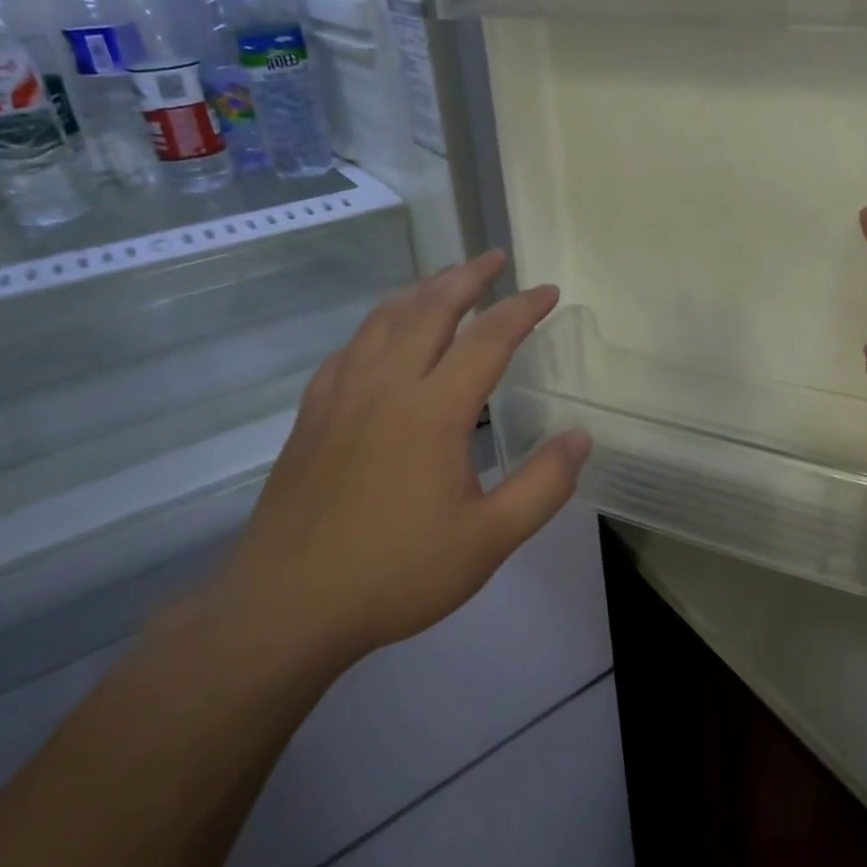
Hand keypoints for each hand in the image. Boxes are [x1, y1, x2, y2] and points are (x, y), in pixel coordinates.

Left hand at [203, 252, 590, 682]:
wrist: (286, 608)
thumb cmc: (395, 573)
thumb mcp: (488, 540)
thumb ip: (543, 485)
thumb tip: (580, 437)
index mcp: (432, 410)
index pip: (488, 338)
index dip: (522, 309)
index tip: (547, 291)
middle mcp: (385, 386)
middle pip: (430, 308)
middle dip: (468, 276)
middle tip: (495, 258)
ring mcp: (340, 397)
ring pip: (383, 320)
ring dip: (421, 290)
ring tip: (446, 279)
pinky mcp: (312, 416)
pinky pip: (350, 349)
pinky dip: (378, 325)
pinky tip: (383, 336)